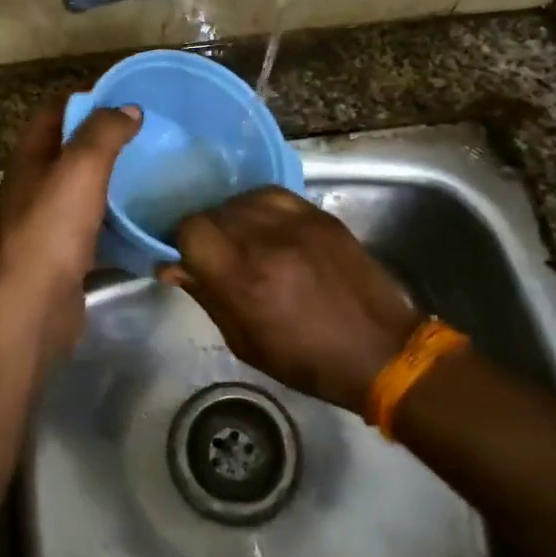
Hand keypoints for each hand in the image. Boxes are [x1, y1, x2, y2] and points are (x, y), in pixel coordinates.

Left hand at [0, 103, 140, 363]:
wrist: (35, 305)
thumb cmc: (53, 228)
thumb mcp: (81, 168)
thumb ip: (103, 133)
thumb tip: (128, 109)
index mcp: (29, 158)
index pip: (55, 112)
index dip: (88, 98)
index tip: (127, 96)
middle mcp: (33, 186)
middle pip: (70, 150)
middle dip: (105, 139)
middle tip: (149, 133)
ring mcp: (47, 222)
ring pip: (83, 189)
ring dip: (113, 179)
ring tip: (153, 169)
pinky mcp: (64, 254)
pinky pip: (94, 225)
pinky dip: (116, 218)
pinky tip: (144, 217)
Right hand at [161, 187, 421, 412]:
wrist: (382, 351)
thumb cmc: (307, 360)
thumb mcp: (245, 343)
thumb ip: (207, 296)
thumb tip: (173, 267)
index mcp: (245, 279)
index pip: (191, 230)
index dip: (180, 242)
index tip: (184, 260)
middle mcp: (267, 241)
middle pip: (214, 211)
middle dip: (204, 232)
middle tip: (211, 254)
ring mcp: (297, 223)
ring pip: (241, 200)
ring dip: (230, 217)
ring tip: (239, 240)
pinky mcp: (320, 216)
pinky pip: (273, 196)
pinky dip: (258, 208)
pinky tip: (263, 227)